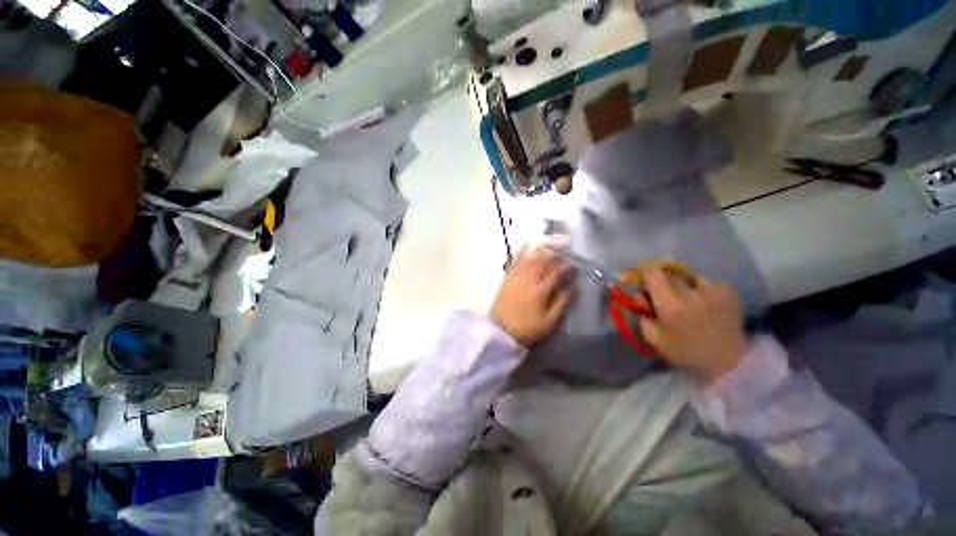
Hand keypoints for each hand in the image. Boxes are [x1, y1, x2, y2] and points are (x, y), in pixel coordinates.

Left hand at [492, 246, 577, 346]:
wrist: (502, 330)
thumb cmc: (528, 328)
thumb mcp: (549, 321)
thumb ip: (563, 303)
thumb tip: (575, 287)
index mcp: (541, 290)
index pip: (556, 272)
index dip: (567, 266)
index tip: (573, 265)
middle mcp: (529, 279)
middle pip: (543, 261)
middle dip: (555, 255)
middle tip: (562, 254)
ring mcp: (517, 277)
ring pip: (530, 258)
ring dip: (540, 251)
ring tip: (548, 249)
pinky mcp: (508, 278)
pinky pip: (516, 261)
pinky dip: (523, 253)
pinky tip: (528, 250)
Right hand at [638, 268, 745, 383]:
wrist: (729, 363)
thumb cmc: (685, 353)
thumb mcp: (653, 337)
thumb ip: (642, 313)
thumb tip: (640, 296)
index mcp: (671, 306)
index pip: (652, 273)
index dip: (645, 275)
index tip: (644, 285)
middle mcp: (691, 293)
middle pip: (667, 272)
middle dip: (661, 281)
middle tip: (663, 297)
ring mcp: (713, 290)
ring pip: (686, 277)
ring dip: (681, 286)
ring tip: (687, 302)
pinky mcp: (728, 290)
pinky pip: (705, 282)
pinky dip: (699, 290)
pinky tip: (703, 304)